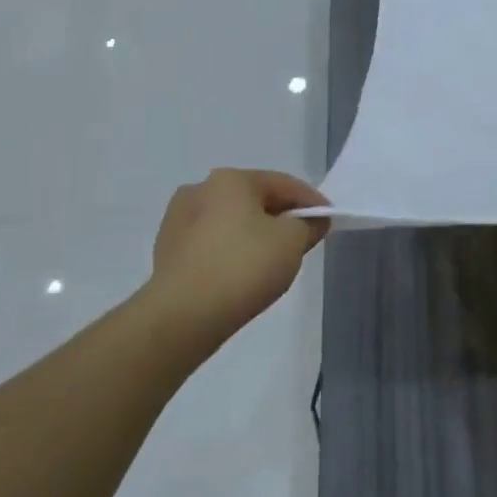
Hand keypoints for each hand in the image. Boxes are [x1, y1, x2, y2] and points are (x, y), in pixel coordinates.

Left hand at [143, 169, 328, 352]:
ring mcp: (177, 220)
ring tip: (272, 259)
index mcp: (231, 180)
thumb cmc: (244, 267)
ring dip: (254, 233)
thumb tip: (313, 220)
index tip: (329, 220)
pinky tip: (241, 272)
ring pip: (231, 221)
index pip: (284, 184)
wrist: (182, 316)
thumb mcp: (292, 242)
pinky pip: (211, 242)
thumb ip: (309, 225)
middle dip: (281, 217)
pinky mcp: (167, 251)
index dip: (312, 201)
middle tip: (303, 239)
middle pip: (255, 199)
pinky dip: (231, 250)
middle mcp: (200, 190)